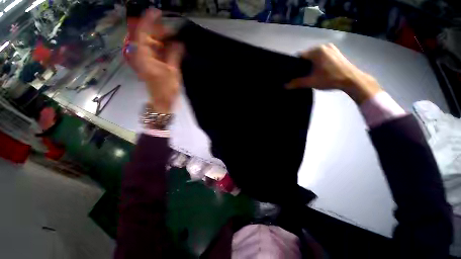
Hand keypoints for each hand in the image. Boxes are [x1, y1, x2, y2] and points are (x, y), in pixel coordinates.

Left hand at [133, 9, 183, 112]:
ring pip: (152, 43)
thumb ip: (174, 55)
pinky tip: (173, 47)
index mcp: (144, 56)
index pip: (143, 32)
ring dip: (163, 40)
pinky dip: (164, 47)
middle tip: (174, 32)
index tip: (158, 12)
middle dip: (160, 32)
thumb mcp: (172, 71)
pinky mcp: (151, 63)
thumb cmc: (166, 89)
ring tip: (175, 39)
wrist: (162, 101)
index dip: (149, 21)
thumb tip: (179, 42)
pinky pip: (155, 50)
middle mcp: (142, 55)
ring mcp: (146, 59)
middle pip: (147, 36)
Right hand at [286, 44, 381, 103]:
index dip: (294, 64)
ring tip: (309, 73)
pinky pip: (322, 55)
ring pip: (315, 55)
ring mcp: (331, 48)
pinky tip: (318, 70)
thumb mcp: (311, 82)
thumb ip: (297, 83)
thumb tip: (285, 86)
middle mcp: (323, 46)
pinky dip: (318, 61)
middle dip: (303, 64)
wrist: (352, 80)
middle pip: (307, 55)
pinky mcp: (336, 52)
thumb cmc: (330, 79)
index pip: (300, 56)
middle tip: (300, 74)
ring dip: (310, 63)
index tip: (293, 72)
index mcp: (316, 51)